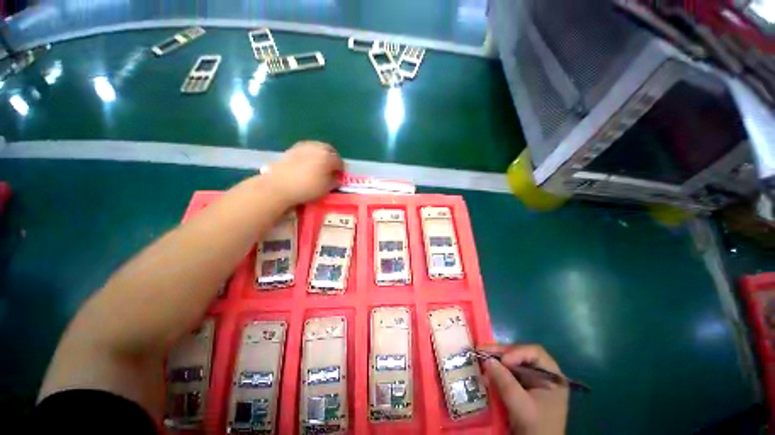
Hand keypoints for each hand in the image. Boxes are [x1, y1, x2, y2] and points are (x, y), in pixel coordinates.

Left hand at [265, 141, 343, 204]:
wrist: (280, 185)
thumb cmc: (307, 188)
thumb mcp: (326, 188)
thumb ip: (334, 181)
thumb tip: (336, 178)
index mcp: (328, 157)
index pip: (340, 162)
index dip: (340, 170)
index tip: (338, 177)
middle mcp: (318, 147)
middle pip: (330, 150)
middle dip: (332, 158)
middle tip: (331, 169)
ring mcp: (304, 146)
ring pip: (318, 147)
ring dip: (322, 155)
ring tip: (319, 166)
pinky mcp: (293, 148)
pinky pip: (307, 149)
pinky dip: (311, 154)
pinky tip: (307, 164)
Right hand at [479, 344, 568, 434]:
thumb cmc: (537, 427)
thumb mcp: (521, 406)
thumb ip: (505, 382)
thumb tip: (486, 359)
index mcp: (552, 376)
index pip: (534, 353)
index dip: (517, 352)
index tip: (503, 361)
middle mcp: (542, 374)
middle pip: (520, 354)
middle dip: (500, 353)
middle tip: (481, 350)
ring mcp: (531, 380)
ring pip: (511, 362)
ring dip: (495, 361)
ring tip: (479, 357)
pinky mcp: (520, 387)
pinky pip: (507, 373)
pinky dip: (495, 371)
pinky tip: (484, 370)